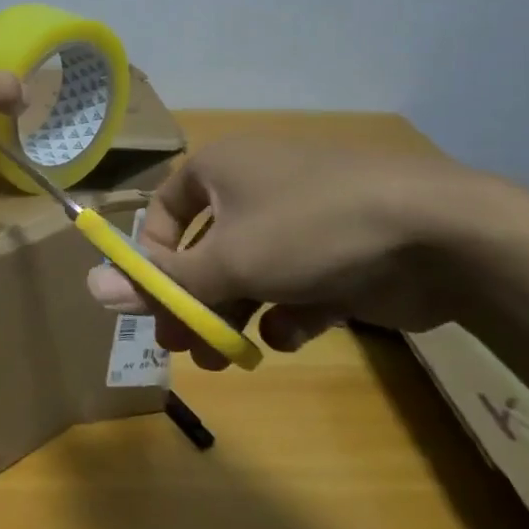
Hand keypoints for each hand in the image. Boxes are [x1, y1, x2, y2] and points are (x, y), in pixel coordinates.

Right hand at [86, 137, 486, 367]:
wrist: (437, 233)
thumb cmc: (309, 228)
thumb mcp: (227, 260)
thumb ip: (163, 282)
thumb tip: (91, 289)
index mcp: (221, 168)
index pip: (166, 210)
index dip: (153, 257)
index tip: (152, 303)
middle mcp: (256, 186)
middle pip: (207, 248)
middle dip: (194, 301)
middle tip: (183, 348)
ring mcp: (302, 220)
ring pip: (251, 272)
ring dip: (234, 315)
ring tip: (226, 360)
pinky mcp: (339, 253)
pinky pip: (296, 284)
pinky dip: (288, 312)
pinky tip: (291, 334)